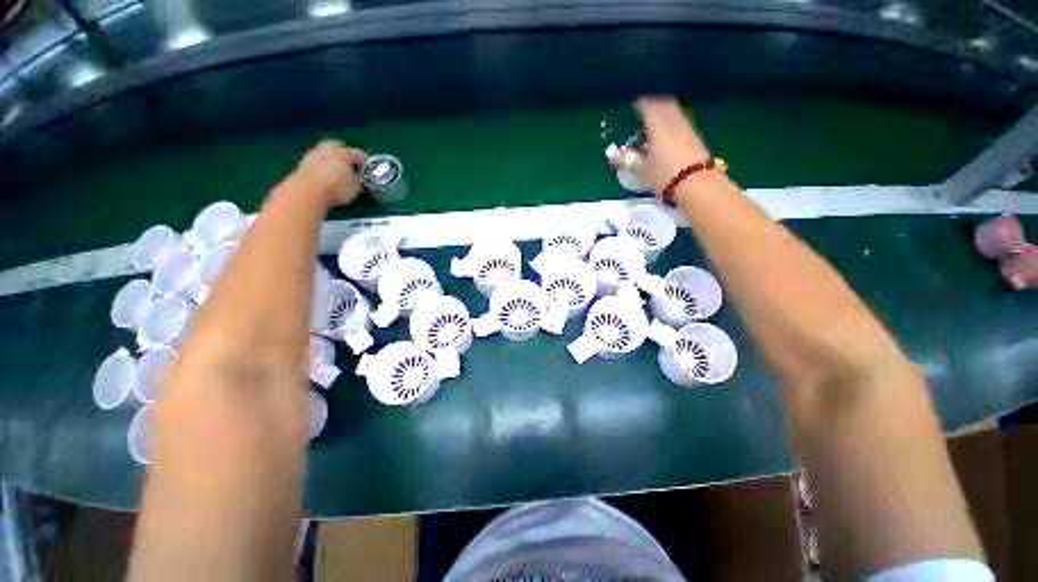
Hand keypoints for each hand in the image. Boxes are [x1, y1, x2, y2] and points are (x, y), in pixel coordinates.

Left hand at [294, 141, 368, 205]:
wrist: (308, 190)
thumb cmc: (337, 188)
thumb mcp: (356, 187)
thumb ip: (357, 179)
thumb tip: (356, 177)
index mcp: (344, 154)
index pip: (356, 153)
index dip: (363, 159)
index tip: (366, 164)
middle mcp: (328, 150)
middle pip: (336, 145)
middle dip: (342, 150)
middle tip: (347, 158)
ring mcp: (313, 155)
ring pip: (323, 152)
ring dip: (329, 157)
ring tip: (334, 167)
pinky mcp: (302, 164)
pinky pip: (315, 161)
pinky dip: (320, 165)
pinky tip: (324, 173)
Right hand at [635, 97, 711, 195]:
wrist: (696, 183)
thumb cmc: (664, 176)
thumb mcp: (641, 171)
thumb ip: (627, 161)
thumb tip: (613, 155)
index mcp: (657, 126)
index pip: (648, 107)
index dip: (641, 104)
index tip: (635, 103)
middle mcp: (673, 121)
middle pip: (664, 105)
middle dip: (655, 104)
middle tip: (646, 109)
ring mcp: (687, 127)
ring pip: (674, 112)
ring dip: (665, 112)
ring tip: (657, 120)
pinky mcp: (696, 136)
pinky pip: (682, 121)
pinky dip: (674, 121)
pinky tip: (669, 132)